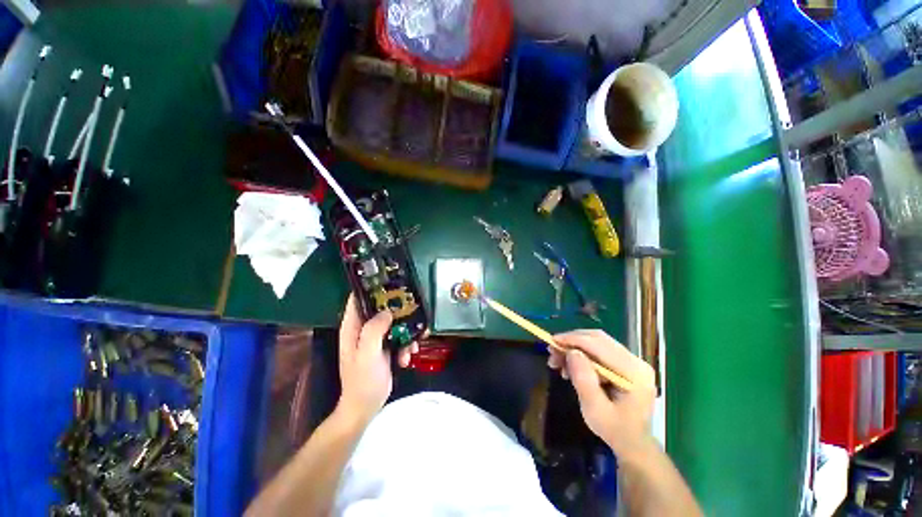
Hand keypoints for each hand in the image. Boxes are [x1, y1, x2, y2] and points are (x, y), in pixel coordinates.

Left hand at [337, 295, 417, 421]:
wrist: (366, 406)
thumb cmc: (362, 379)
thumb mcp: (366, 353)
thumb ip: (374, 330)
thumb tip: (388, 311)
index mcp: (353, 326)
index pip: (358, 298)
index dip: (371, 287)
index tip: (390, 281)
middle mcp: (364, 328)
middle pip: (381, 308)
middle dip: (398, 310)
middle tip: (413, 311)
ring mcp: (376, 337)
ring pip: (395, 322)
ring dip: (407, 331)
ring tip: (413, 344)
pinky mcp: (387, 346)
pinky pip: (400, 336)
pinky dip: (407, 344)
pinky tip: (408, 357)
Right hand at [548, 330, 656, 455]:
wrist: (634, 445)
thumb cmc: (615, 431)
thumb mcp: (594, 409)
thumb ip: (583, 379)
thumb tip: (571, 352)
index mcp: (634, 373)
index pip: (599, 345)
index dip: (574, 340)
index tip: (552, 341)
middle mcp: (636, 361)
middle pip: (598, 339)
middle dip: (572, 341)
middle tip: (552, 349)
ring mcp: (632, 361)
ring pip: (597, 343)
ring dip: (574, 348)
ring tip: (557, 361)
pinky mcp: (625, 364)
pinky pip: (599, 351)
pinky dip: (581, 355)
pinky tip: (570, 366)